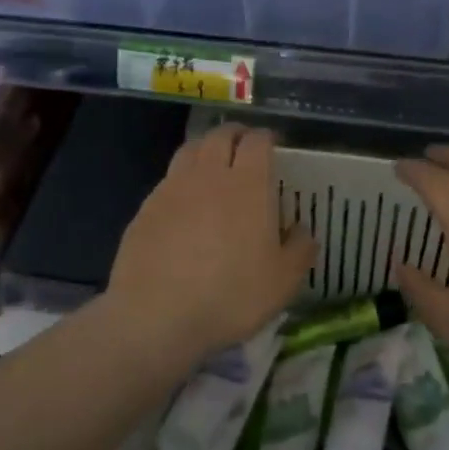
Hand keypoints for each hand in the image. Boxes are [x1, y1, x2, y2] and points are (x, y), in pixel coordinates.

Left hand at [107, 125, 315, 363]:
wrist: (156, 315)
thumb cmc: (230, 296)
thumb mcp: (283, 281)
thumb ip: (300, 249)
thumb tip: (302, 229)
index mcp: (247, 185)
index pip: (257, 142)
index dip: (266, 138)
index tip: (273, 145)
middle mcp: (209, 175)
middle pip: (220, 136)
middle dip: (235, 134)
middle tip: (244, 147)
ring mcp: (172, 188)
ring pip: (190, 150)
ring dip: (205, 149)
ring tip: (213, 164)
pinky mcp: (146, 208)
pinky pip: (168, 179)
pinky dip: (182, 179)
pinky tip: (185, 201)